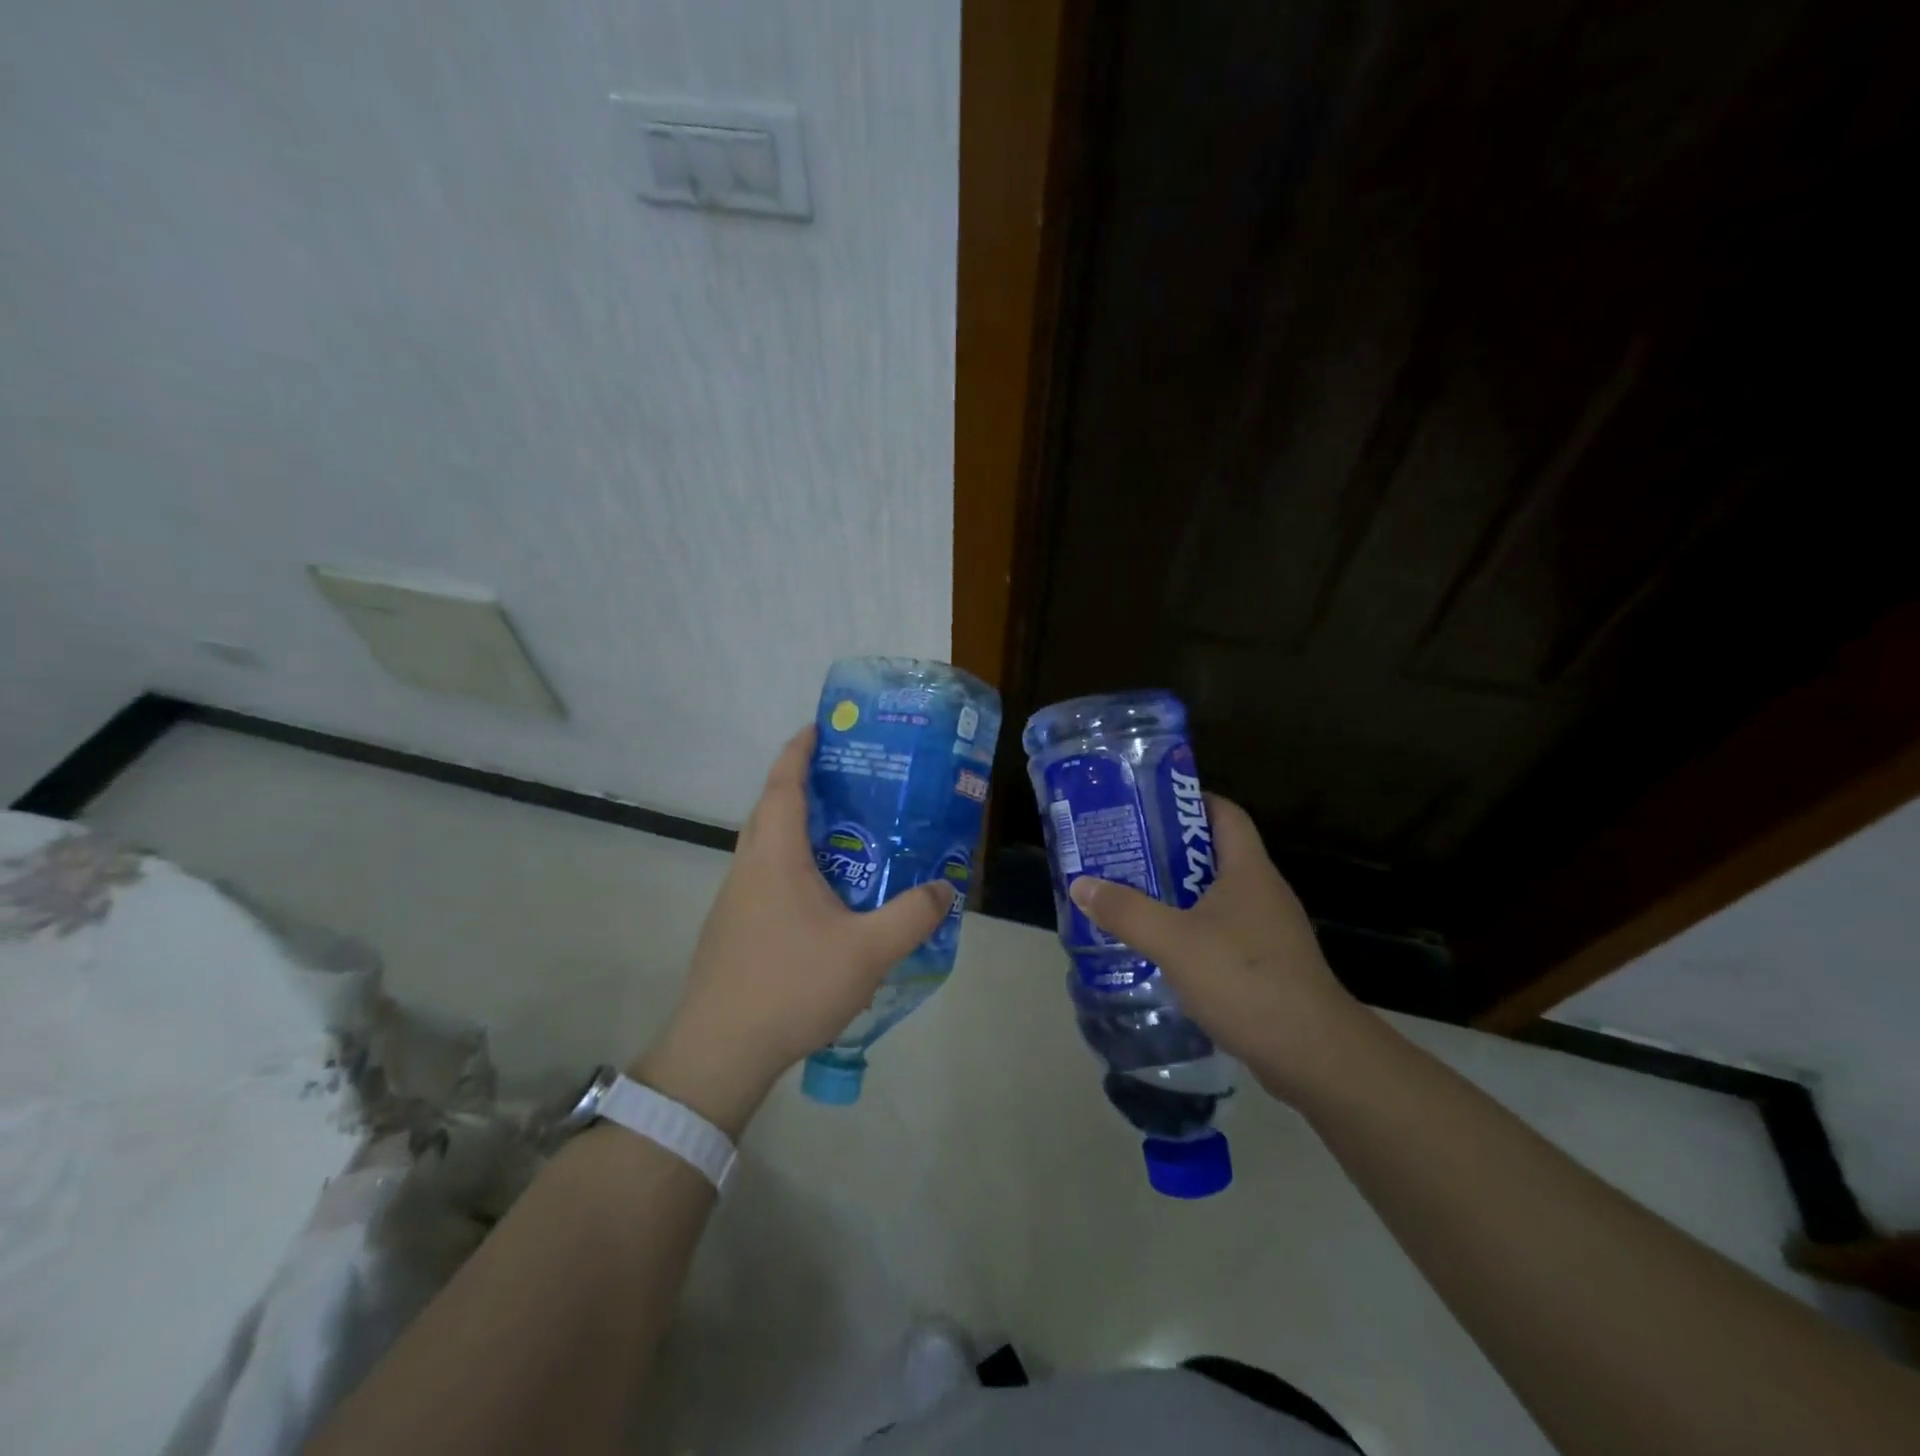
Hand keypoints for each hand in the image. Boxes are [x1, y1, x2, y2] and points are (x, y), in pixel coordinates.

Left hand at [634, 726, 955, 1134]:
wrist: (720, 1051)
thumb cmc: (790, 985)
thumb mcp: (867, 951)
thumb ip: (911, 916)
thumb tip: (944, 888)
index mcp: (774, 855)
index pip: (783, 783)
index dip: (800, 749)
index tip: (822, 727)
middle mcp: (748, 867)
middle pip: (771, 808)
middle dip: (804, 785)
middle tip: (851, 781)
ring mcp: (735, 900)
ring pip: (767, 846)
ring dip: (799, 829)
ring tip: (847, 835)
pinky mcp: (733, 929)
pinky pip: (766, 877)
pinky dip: (793, 865)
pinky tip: (826, 897)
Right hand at [1067, 794, 1368, 1102]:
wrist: (1312, 1054)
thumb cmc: (1245, 979)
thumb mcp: (1174, 941)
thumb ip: (1126, 911)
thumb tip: (1081, 884)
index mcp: (1248, 869)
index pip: (1225, 813)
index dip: (1189, 801)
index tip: (1147, 806)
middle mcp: (1262, 891)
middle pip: (1213, 854)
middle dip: (1168, 851)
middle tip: (1123, 852)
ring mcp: (1268, 930)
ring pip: (1215, 897)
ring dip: (1176, 895)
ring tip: (1131, 897)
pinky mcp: (1267, 965)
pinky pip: (1222, 932)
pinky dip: (1191, 931)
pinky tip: (1160, 948)